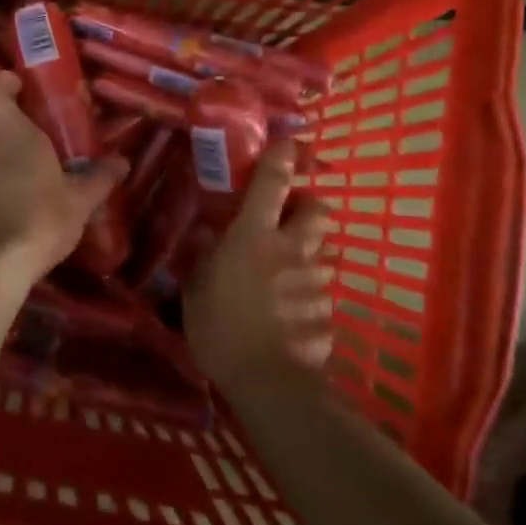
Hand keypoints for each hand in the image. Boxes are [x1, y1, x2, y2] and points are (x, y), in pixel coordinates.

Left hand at [0, 73, 128, 281]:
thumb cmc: (39, 220)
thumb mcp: (79, 202)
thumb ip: (99, 179)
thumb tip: (121, 162)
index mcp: (14, 136)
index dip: (1, 83)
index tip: (18, 85)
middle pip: (0, 131)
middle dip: (24, 140)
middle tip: (53, 157)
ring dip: (14, 172)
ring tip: (42, 197)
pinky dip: (0, 199)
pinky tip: (20, 224)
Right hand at [184, 140, 333, 389]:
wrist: (268, 382)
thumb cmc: (220, 328)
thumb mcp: (196, 289)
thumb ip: (204, 258)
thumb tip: (206, 236)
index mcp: (254, 236)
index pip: (273, 183)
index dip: (282, 158)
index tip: (288, 142)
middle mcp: (292, 248)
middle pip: (318, 209)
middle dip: (308, 204)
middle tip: (288, 216)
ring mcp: (316, 278)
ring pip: (322, 247)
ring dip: (308, 247)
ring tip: (286, 267)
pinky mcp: (329, 307)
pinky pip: (320, 284)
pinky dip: (308, 285)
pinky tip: (290, 305)